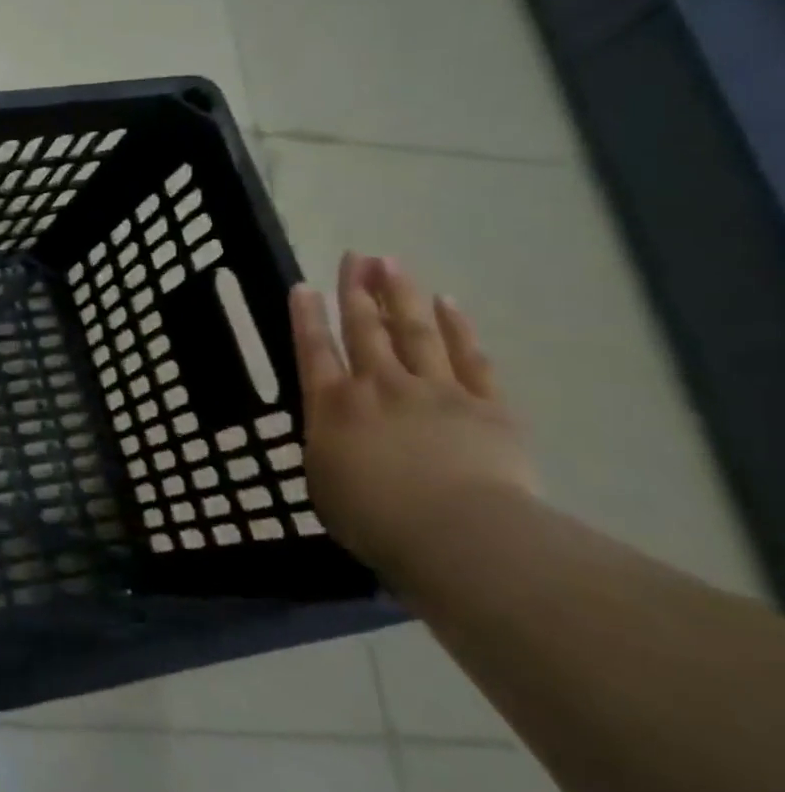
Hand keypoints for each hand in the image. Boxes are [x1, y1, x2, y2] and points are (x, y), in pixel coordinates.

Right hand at [290, 253, 536, 573]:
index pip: (314, 350)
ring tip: (392, 264)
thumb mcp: (325, 486)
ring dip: (401, 295)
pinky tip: (449, 303)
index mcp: (333, 406)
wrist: (458, 535)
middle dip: (357, 290)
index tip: (303, 286)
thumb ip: (329, 450)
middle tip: (355, 256)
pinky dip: (458, 328)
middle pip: (365, 328)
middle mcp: (379, 386)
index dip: (307, 317)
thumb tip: (337, 438)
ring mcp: (435, 391)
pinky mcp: (487, 406)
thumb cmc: (375, 519)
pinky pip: (469, 357)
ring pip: (414, 331)